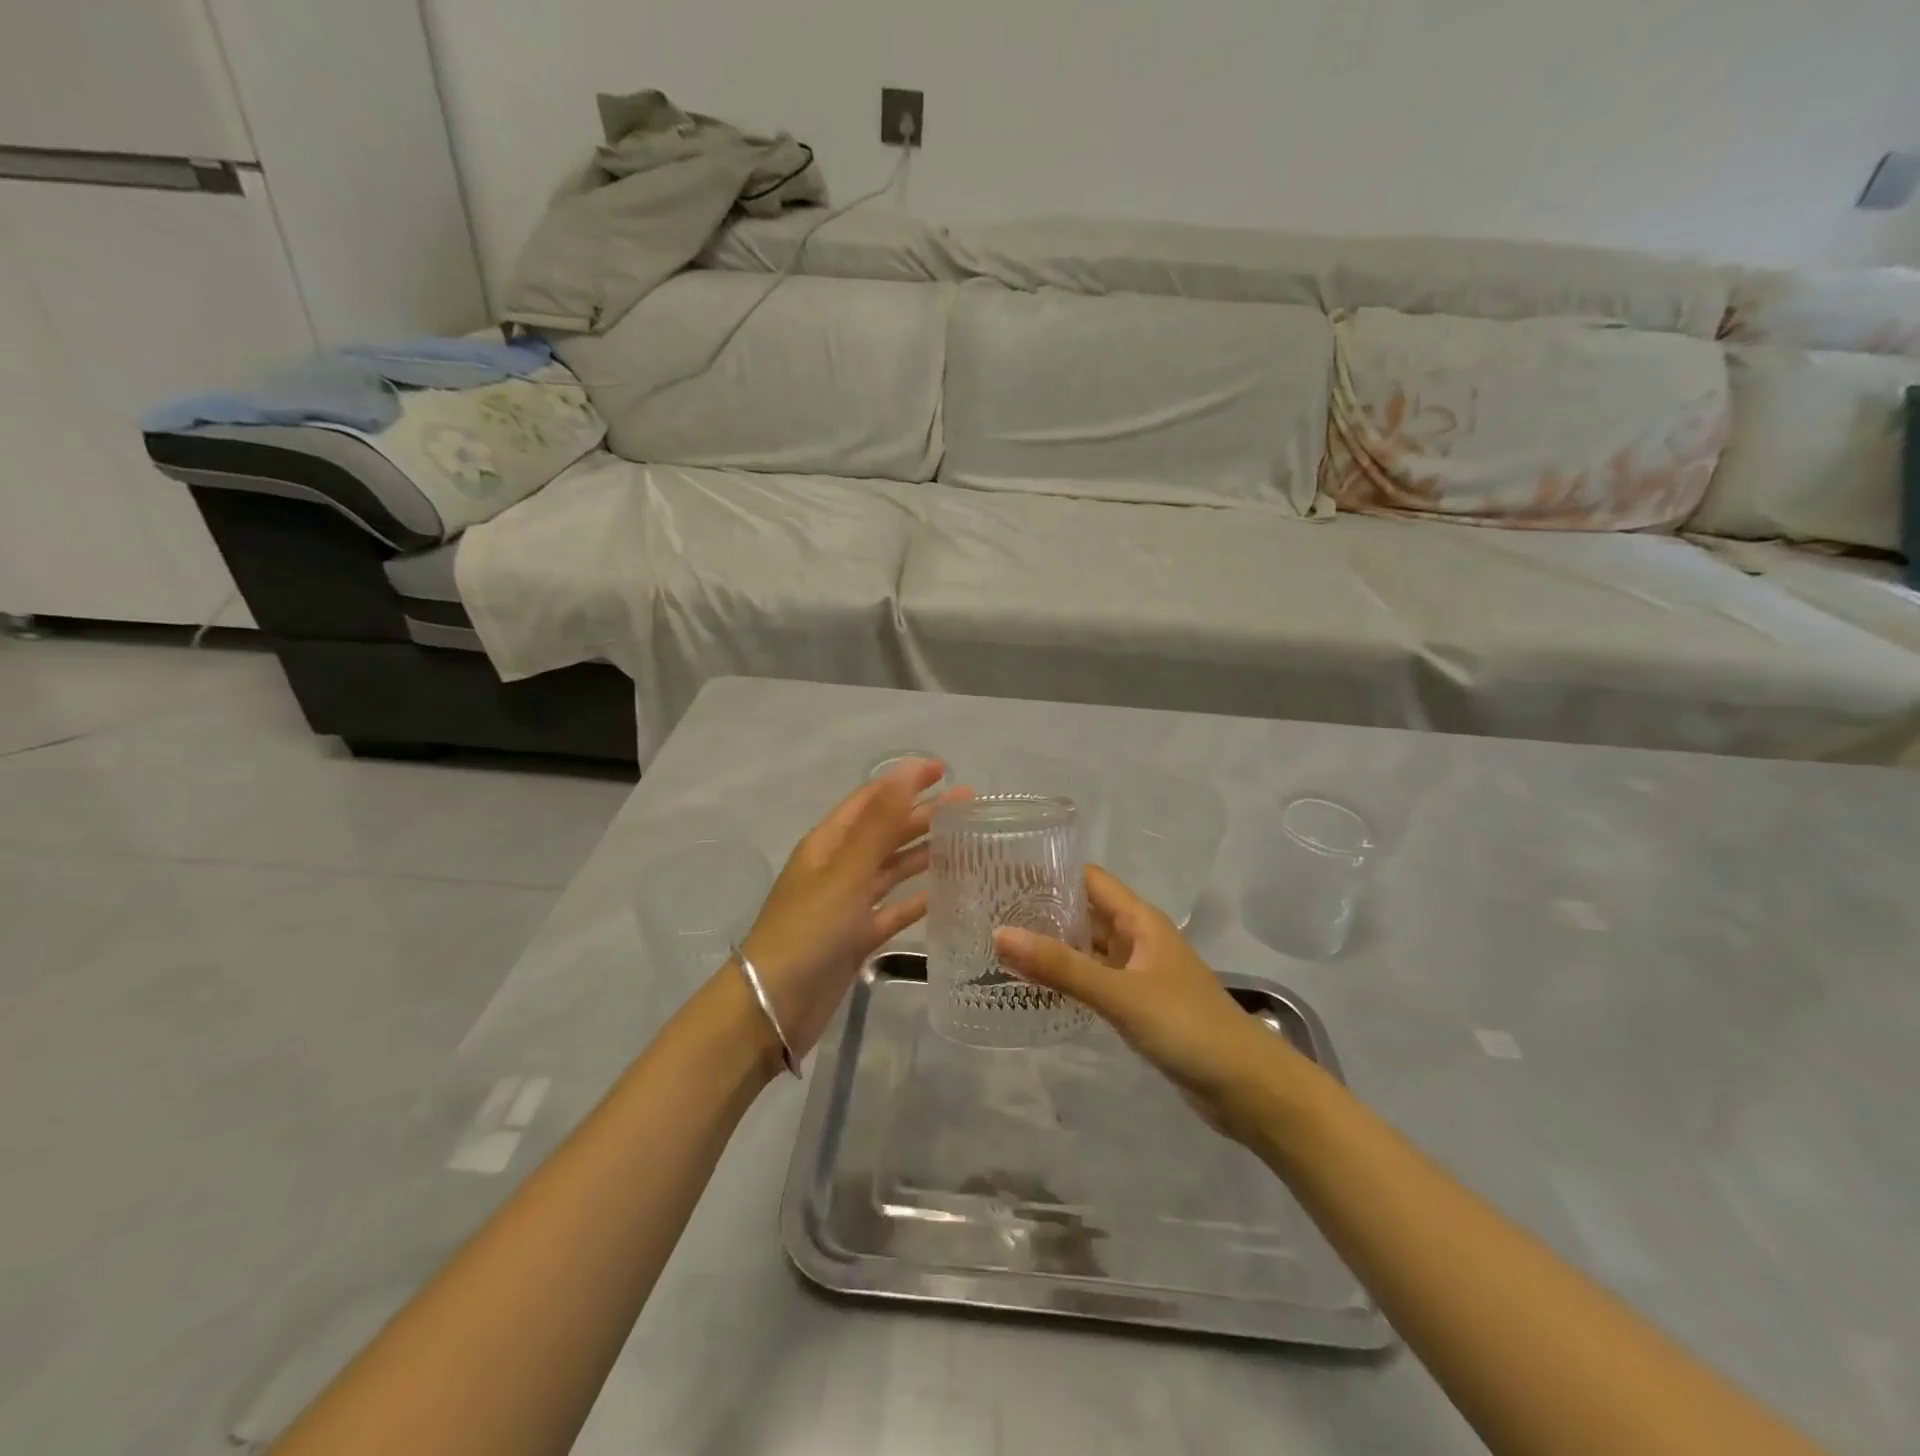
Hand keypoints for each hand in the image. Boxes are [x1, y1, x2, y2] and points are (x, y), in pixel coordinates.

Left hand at [739, 758, 958, 1060]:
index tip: (944, 770)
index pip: (871, 799)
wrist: (773, 1007)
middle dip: (923, 815)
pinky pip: (893, 910)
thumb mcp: (846, 871)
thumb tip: (906, 771)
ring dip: (924, 853)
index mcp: (828, 843)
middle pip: (885, 832)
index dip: (905, 781)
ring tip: (965, 842)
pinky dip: (916, 899)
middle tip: (968, 806)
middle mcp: (838, 867)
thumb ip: (880, 823)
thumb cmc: (808, 930)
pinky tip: (945, 893)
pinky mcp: (857, 937)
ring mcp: (847, 904)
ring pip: (892, 869)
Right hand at [994, 866, 1284, 1132]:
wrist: (1248, 1088)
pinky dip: (1069, 977)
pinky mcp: (1139, 1005)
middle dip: (1044, 908)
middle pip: (1086, 911)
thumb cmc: (1188, 1027)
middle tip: (990, 909)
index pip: (1088, 879)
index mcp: (1140, 920)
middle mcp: (1138, 939)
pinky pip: (1096, 980)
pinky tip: (1037, 986)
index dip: (1050, 870)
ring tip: (1002, 944)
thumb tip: (999, 934)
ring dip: (1054, 945)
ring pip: (1089, 948)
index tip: (1004, 869)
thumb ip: (1062, 967)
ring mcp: (1139, 973)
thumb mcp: (1120, 994)